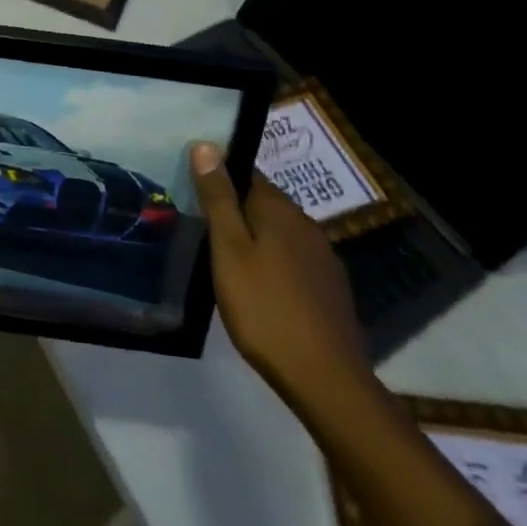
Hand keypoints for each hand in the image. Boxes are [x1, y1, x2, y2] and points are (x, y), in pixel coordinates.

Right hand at [189, 144, 370, 409]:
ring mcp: (323, 257)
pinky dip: (275, 264)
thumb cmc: (265, 309)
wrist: (326, 379)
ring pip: (280, 233)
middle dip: (237, 211)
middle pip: (264, 203)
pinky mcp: (331, 288)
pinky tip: (262, 288)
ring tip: (228, 261)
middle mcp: (306, 224)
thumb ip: (218, 198)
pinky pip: (295, 260)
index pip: (246, 174)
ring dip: (256, 239)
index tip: (196, 196)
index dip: (220, 179)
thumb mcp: (229, 251)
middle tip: (205, 231)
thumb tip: (206, 145)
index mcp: (279, 209)